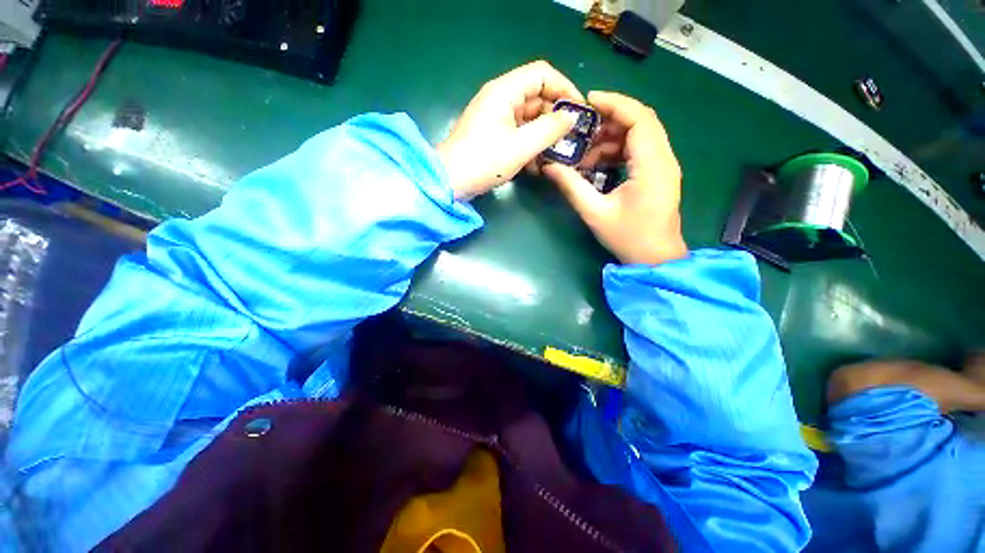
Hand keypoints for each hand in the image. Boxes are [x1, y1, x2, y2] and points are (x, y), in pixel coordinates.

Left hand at [437, 61, 584, 199]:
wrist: (450, 182)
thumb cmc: (484, 162)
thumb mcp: (521, 147)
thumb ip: (549, 130)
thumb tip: (570, 118)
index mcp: (504, 91)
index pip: (542, 74)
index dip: (564, 88)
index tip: (578, 111)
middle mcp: (500, 99)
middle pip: (536, 97)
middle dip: (555, 117)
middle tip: (571, 138)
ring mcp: (495, 118)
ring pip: (529, 119)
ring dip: (544, 135)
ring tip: (557, 154)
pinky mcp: (493, 136)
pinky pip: (518, 133)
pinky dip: (530, 145)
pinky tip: (538, 164)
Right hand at [543, 92, 687, 265]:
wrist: (655, 259)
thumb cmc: (628, 238)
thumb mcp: (595, 213)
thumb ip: (572, 187)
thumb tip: (550, 167)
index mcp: (653, 165)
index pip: (639, 119)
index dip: (615, 103)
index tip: (588, 101)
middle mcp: (664, 159)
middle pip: (641, 122)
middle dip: (610, 119)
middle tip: (581, 129)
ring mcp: (664, 166)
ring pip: (640, 135)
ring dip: (612, 138)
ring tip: (585, 153)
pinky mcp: (659, 174)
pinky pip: (639, 150)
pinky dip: (618, 150)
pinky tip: (598, 164)